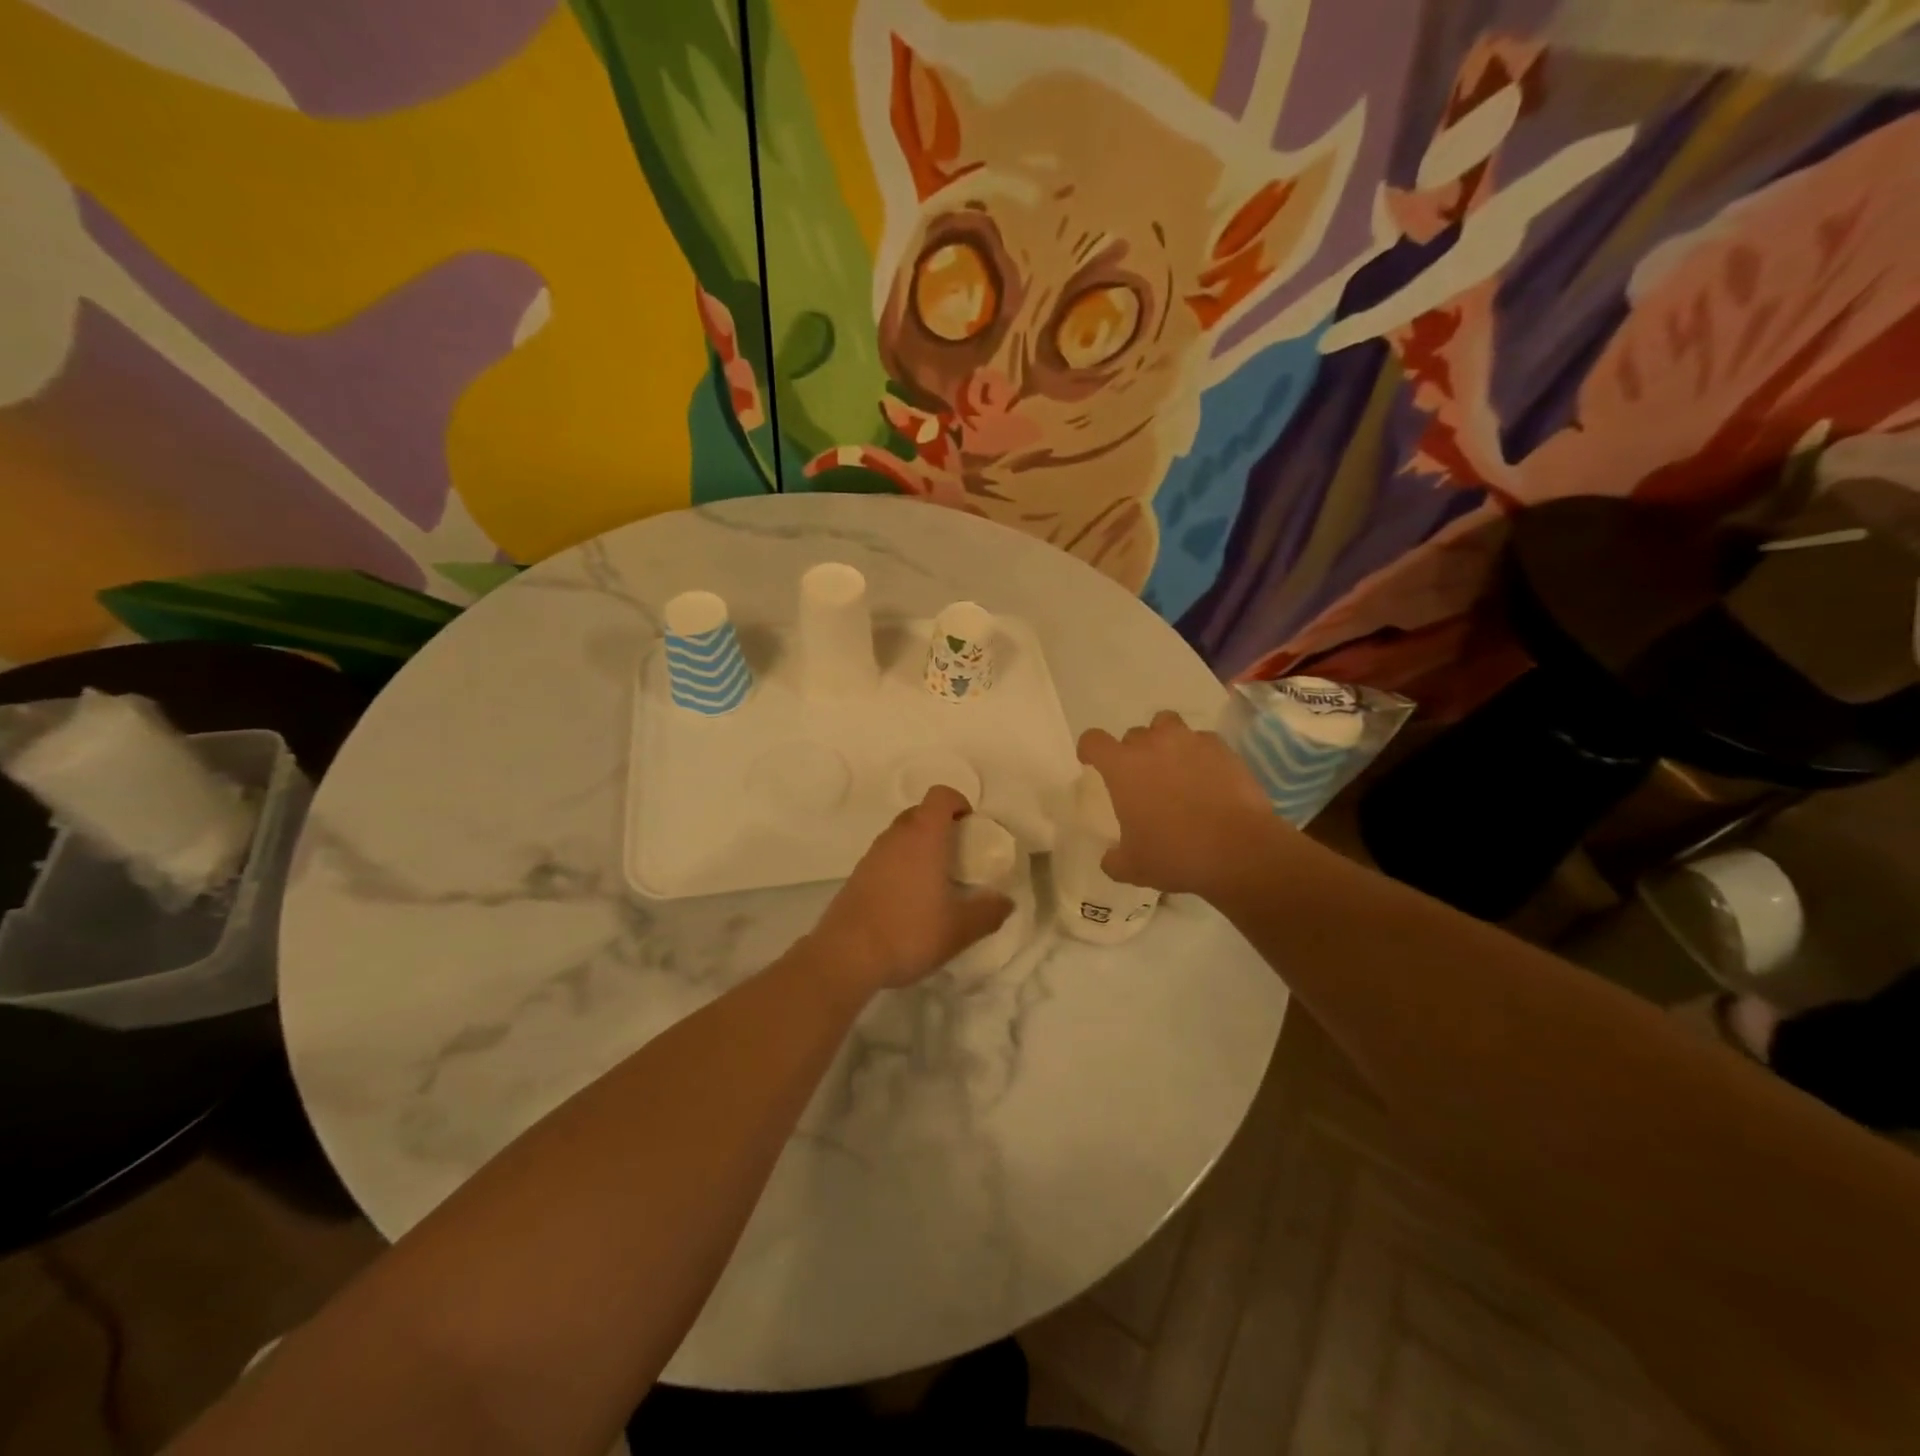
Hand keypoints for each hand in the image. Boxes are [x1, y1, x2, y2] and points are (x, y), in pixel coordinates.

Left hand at [811, 786, 1013, 990]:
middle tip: (958, 855)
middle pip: (920, 813)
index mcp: (924, 836)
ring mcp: (871, 855)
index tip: (972, 827)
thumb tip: (1006, 902)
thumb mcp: (960, 929)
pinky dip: (901, 866)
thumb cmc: (909, 932)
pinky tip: (909, 901)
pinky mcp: (856, 876)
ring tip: (936, 882)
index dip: (959, 803)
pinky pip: (885, 858)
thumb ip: (988, 912)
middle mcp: (895, 837)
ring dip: (919, 847)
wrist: (846, 956)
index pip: (940, 795)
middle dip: (941, 826)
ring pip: (901, 836)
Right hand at [1077, 711, 1282, 897]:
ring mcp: (1190, 742)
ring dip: (1164, 741)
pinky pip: (1202, 741)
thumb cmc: (1175, 855)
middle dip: (1133, 752)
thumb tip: (1110, 857)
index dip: (1090, 750)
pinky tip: (1207, 776)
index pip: (1094, 741)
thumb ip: (1113, 859)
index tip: (1092, 762)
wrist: (1239, 851)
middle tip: (1142, 779)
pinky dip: (1199, 753)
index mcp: (1123, 767)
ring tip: (1174, 766)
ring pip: (1168, 725)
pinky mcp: (1222, 748)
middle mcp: (1153, 744)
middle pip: (1133, 734)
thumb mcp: (1132, 868)